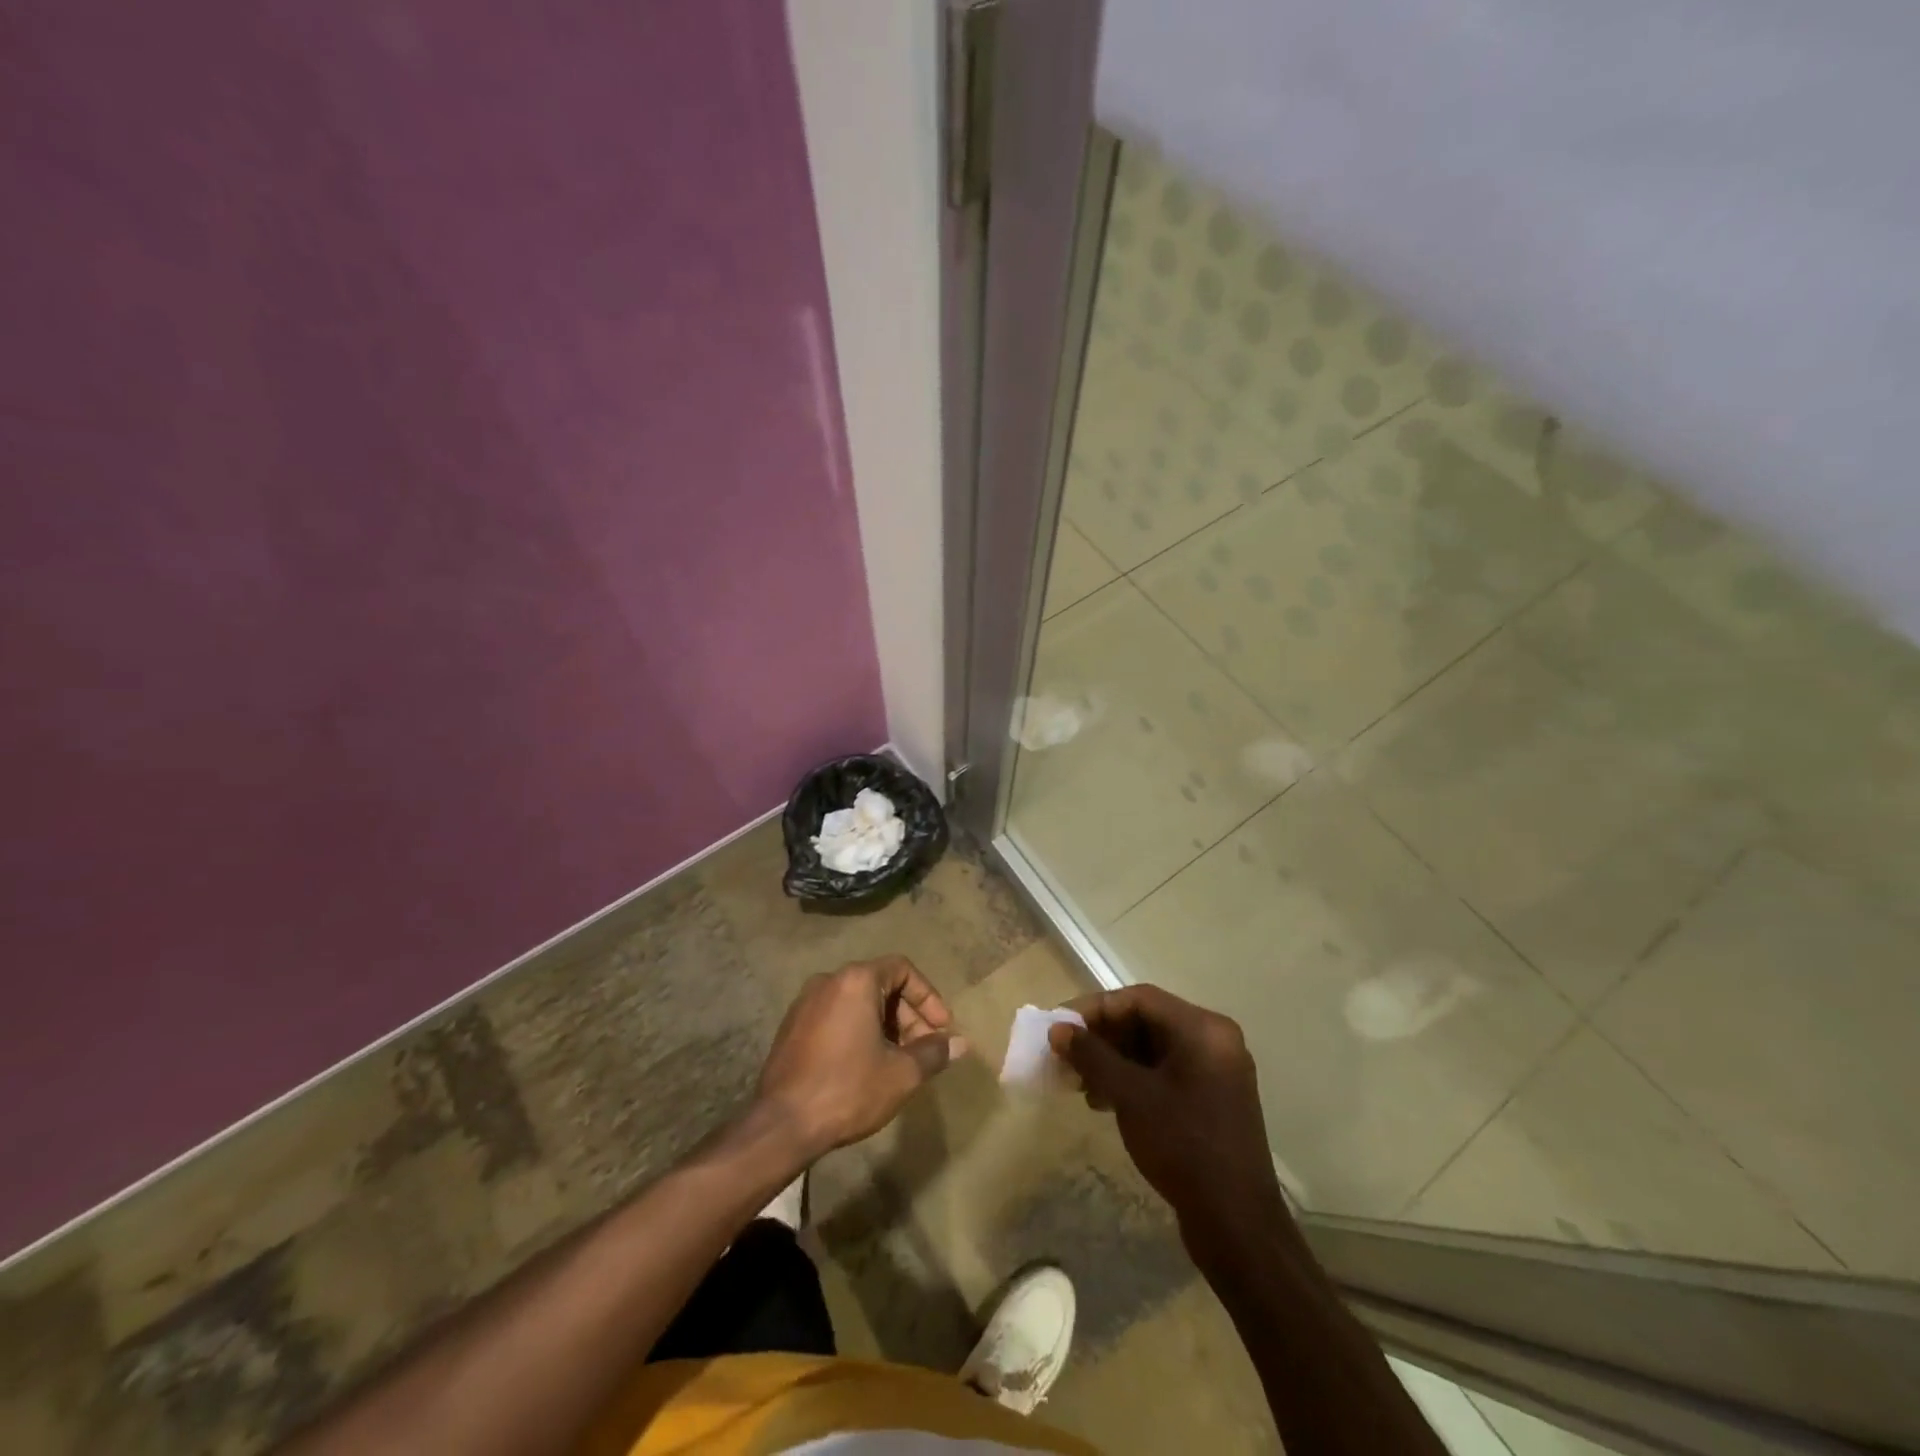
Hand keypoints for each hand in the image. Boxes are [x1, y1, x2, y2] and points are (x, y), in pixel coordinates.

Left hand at [756, 956, 965, 1159]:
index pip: (903, 969)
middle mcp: (829, 981)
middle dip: (908, 1015)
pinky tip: (867, 1065)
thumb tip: (960, 1044)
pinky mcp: (792, 1026)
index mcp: (856, 980)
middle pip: (880, 984)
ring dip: (885, 1025)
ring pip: (858, 1002)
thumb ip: (933, 1053)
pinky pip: (836, 1015)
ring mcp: (805, 1003)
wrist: (781, 1125)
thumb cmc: (848, 1089)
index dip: (928, 996)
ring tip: (899, 1061)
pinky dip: (859, 1030)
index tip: (941, 1028)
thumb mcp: (901, 1074)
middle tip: (924, 1049)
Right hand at [1049, 985, 1287, 1259]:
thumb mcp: (1131, 1096)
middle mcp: (1214, 1040)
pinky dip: (1132, 1079)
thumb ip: (1093, 1057)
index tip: (1061, 1025)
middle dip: (1103, 1036)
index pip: (1140, 999)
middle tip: (1066, 1054)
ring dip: (1113, 1059)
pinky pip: (1165, 1072)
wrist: (1237, 1225)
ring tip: (1080, 1082)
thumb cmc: (1184, 1147)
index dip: (1095, 1008)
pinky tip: (1104, 1100)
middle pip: (1147, 1020)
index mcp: (1204, 1029)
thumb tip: (1058, 1029)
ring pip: (1153, 1048)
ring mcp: (1215, 1071)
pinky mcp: (1211, 1099)